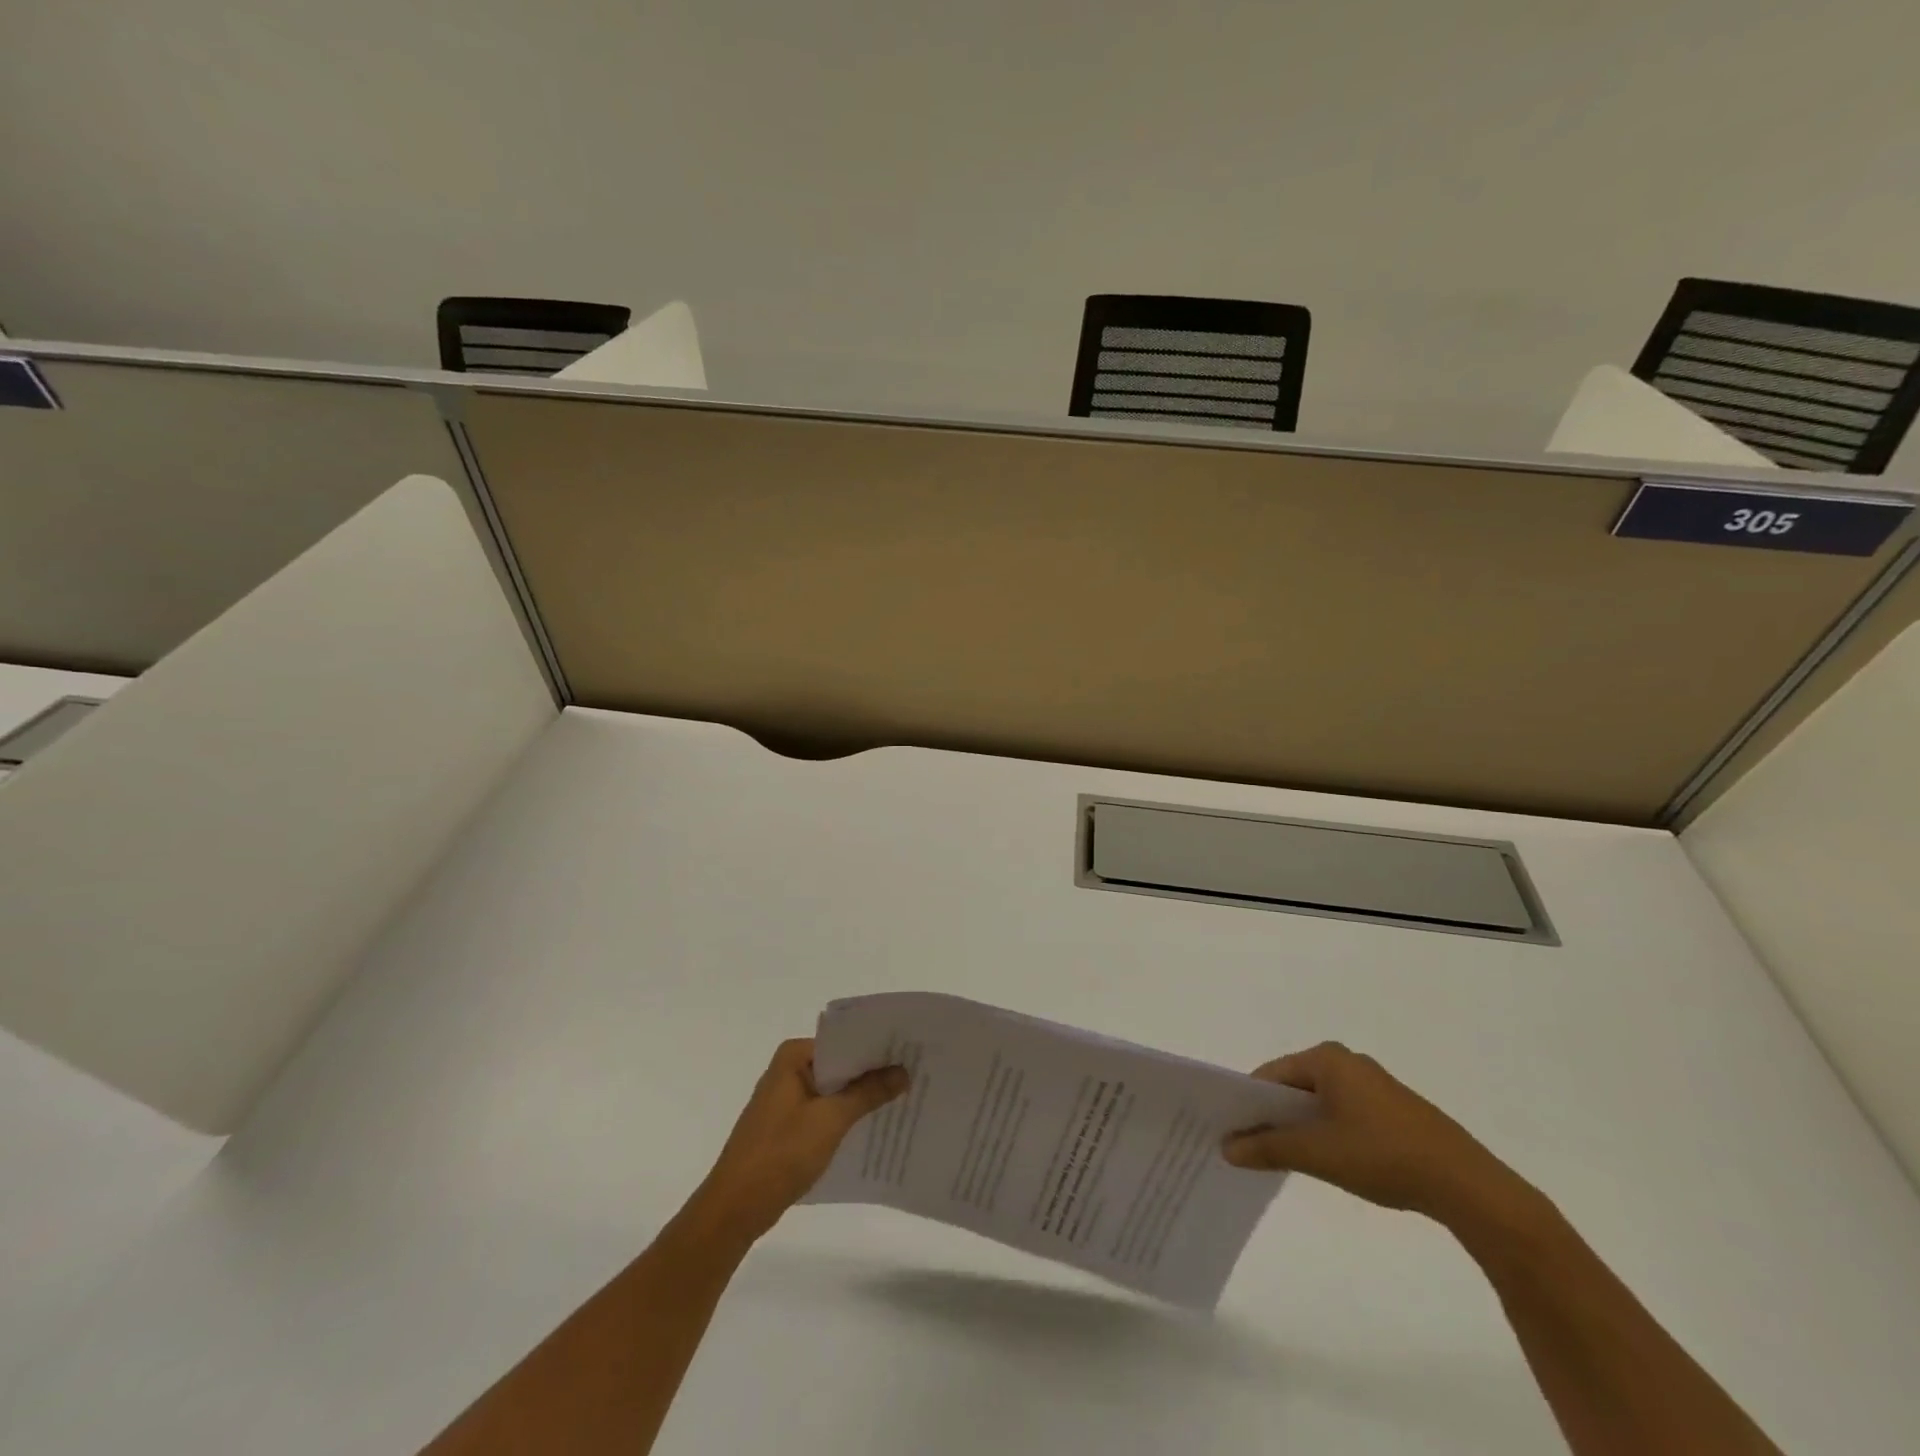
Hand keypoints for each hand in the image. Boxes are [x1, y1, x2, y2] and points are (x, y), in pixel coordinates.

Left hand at [687, 1039, 907, 1245]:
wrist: (734, 1209)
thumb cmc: (780, 1155)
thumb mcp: (830, 1120)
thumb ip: (868, 1093)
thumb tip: (902, 1071)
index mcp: (793, 1057)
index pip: (844, 1040)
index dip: (877, 1047)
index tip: (909, 1051)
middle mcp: (788, 1070)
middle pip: (840, 1064)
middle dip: (873, 1072)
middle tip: (914, 1073)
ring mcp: (786, 1099)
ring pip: (834, 1089)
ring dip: (861, 1096)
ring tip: (903, 1098)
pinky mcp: (787, 1126)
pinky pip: (825, 1111)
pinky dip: (846, 1116)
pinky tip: (874, 1126)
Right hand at [1222, 1041, 1530, 1226]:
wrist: (1467, 1186)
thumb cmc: (1383, 1156)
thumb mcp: (1318, 1154)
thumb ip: (1268, 1147)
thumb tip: (1226, 1147)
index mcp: (1327, 1058)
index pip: (1270, 1075)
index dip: (1248, 1104)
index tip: (1232, 1133)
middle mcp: (1347, 1061)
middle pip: (1294, 1086)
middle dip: (1273, 1116)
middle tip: (1252, 1149)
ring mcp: (1373, 1085)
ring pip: (1319, 1102)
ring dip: (1301, 1127)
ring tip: (1287, 1159)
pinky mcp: (1393, 1109)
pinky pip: (1343, 1112)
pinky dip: (1328, 1132)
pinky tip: (1329, 1161)